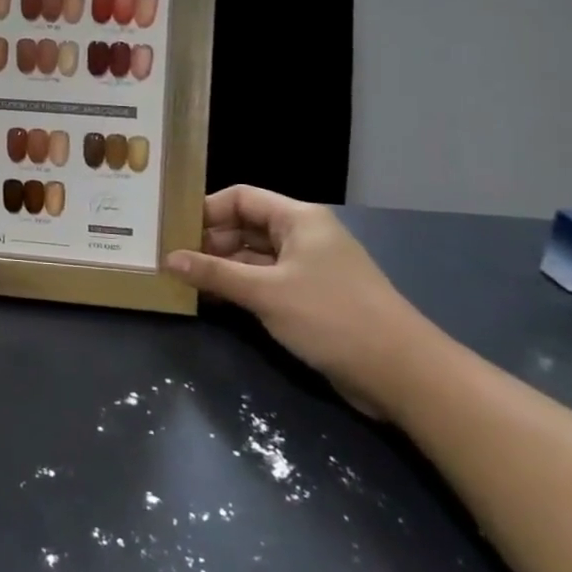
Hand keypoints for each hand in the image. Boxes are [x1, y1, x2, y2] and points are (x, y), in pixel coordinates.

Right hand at [166, 186, 446, 418]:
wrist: (403, 374)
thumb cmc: (332, 317)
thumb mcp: (266, 293)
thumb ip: (214, 274)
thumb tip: (168, 259)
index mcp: (298, 219)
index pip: (240, 198)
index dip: (206, 210)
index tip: (172, 230)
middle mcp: (303, 236)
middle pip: (245, 227)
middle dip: (208, 241)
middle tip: (172, 260)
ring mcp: (308, 269)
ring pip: (252, 257)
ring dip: (221, 267)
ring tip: (183, 280)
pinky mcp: (310, 298)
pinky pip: (264, 282)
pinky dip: (239, 288)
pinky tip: (211, 300)